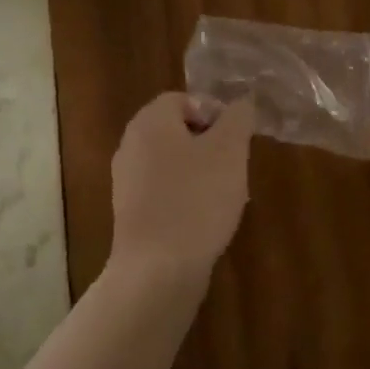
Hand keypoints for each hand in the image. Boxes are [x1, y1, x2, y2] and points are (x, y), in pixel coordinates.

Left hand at [109, 92, 253, 279]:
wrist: (158, 269)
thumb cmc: (196, 199)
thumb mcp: (229, 150)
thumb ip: (238, 118)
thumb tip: (241, 102)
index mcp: (150, 123)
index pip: (183, 99)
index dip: (214, 112)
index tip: (236, 138)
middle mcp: (131, 146)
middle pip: (177, 131)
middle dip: (211, 144)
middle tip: (235, 166)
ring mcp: (127, 182)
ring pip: (173, 163)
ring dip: (202, 172)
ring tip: (226, 196)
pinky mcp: (132, 214)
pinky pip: (165, 191)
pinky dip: (187, 197)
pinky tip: (207, 220)